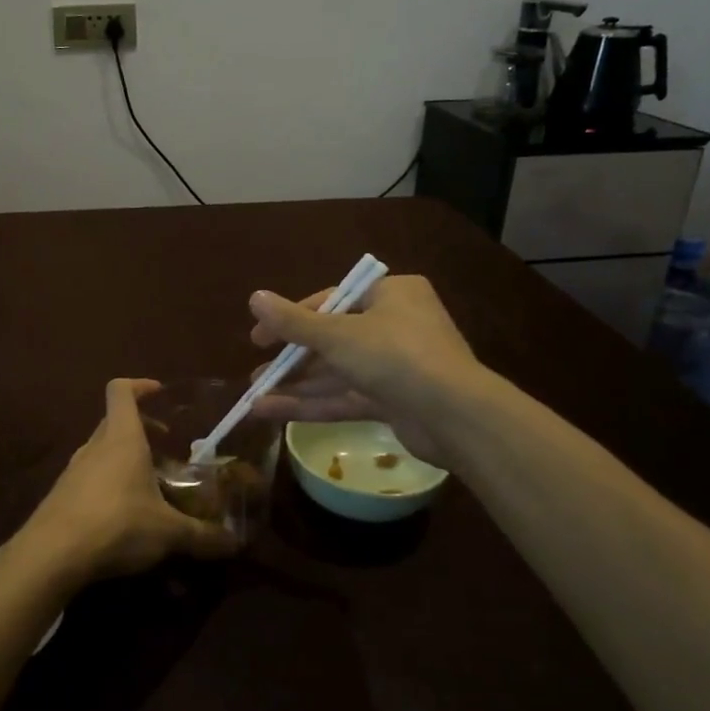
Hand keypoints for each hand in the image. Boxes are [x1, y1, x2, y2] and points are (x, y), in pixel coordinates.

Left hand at [19, 379, 239, 585]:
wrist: (51, 554)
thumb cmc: (116, 524)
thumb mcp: (168, 532)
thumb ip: (202, 535)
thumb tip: (234, 543)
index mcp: (122, 438)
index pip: (121, 391)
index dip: (140, 385)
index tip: (160, 392)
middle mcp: (95, 447)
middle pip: (114, 421)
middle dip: (141, 427)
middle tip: (165, 445)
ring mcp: (73, 470)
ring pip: (101, 450)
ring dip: (123, 457)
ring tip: (148, 483)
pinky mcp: (60, 495)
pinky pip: (88, 477)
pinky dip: (107, 482)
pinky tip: (122, 513)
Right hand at [246, 275, 486, 463]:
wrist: (455, 416)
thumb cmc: (395, 356)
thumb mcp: (337, 335)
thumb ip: (293, 322)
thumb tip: (254, 297)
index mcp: (391, 295)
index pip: (332, 300)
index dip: (291, 318)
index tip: (259, 338)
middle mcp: (396, 325)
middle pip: (333, 338)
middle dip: (292, 358)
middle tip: (257, 371)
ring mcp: (396, 366)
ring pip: (337, 372)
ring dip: (297, 384)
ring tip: (254, 394)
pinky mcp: (395, 401)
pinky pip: (347, 397)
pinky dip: (313, 404)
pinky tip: (271, 412)